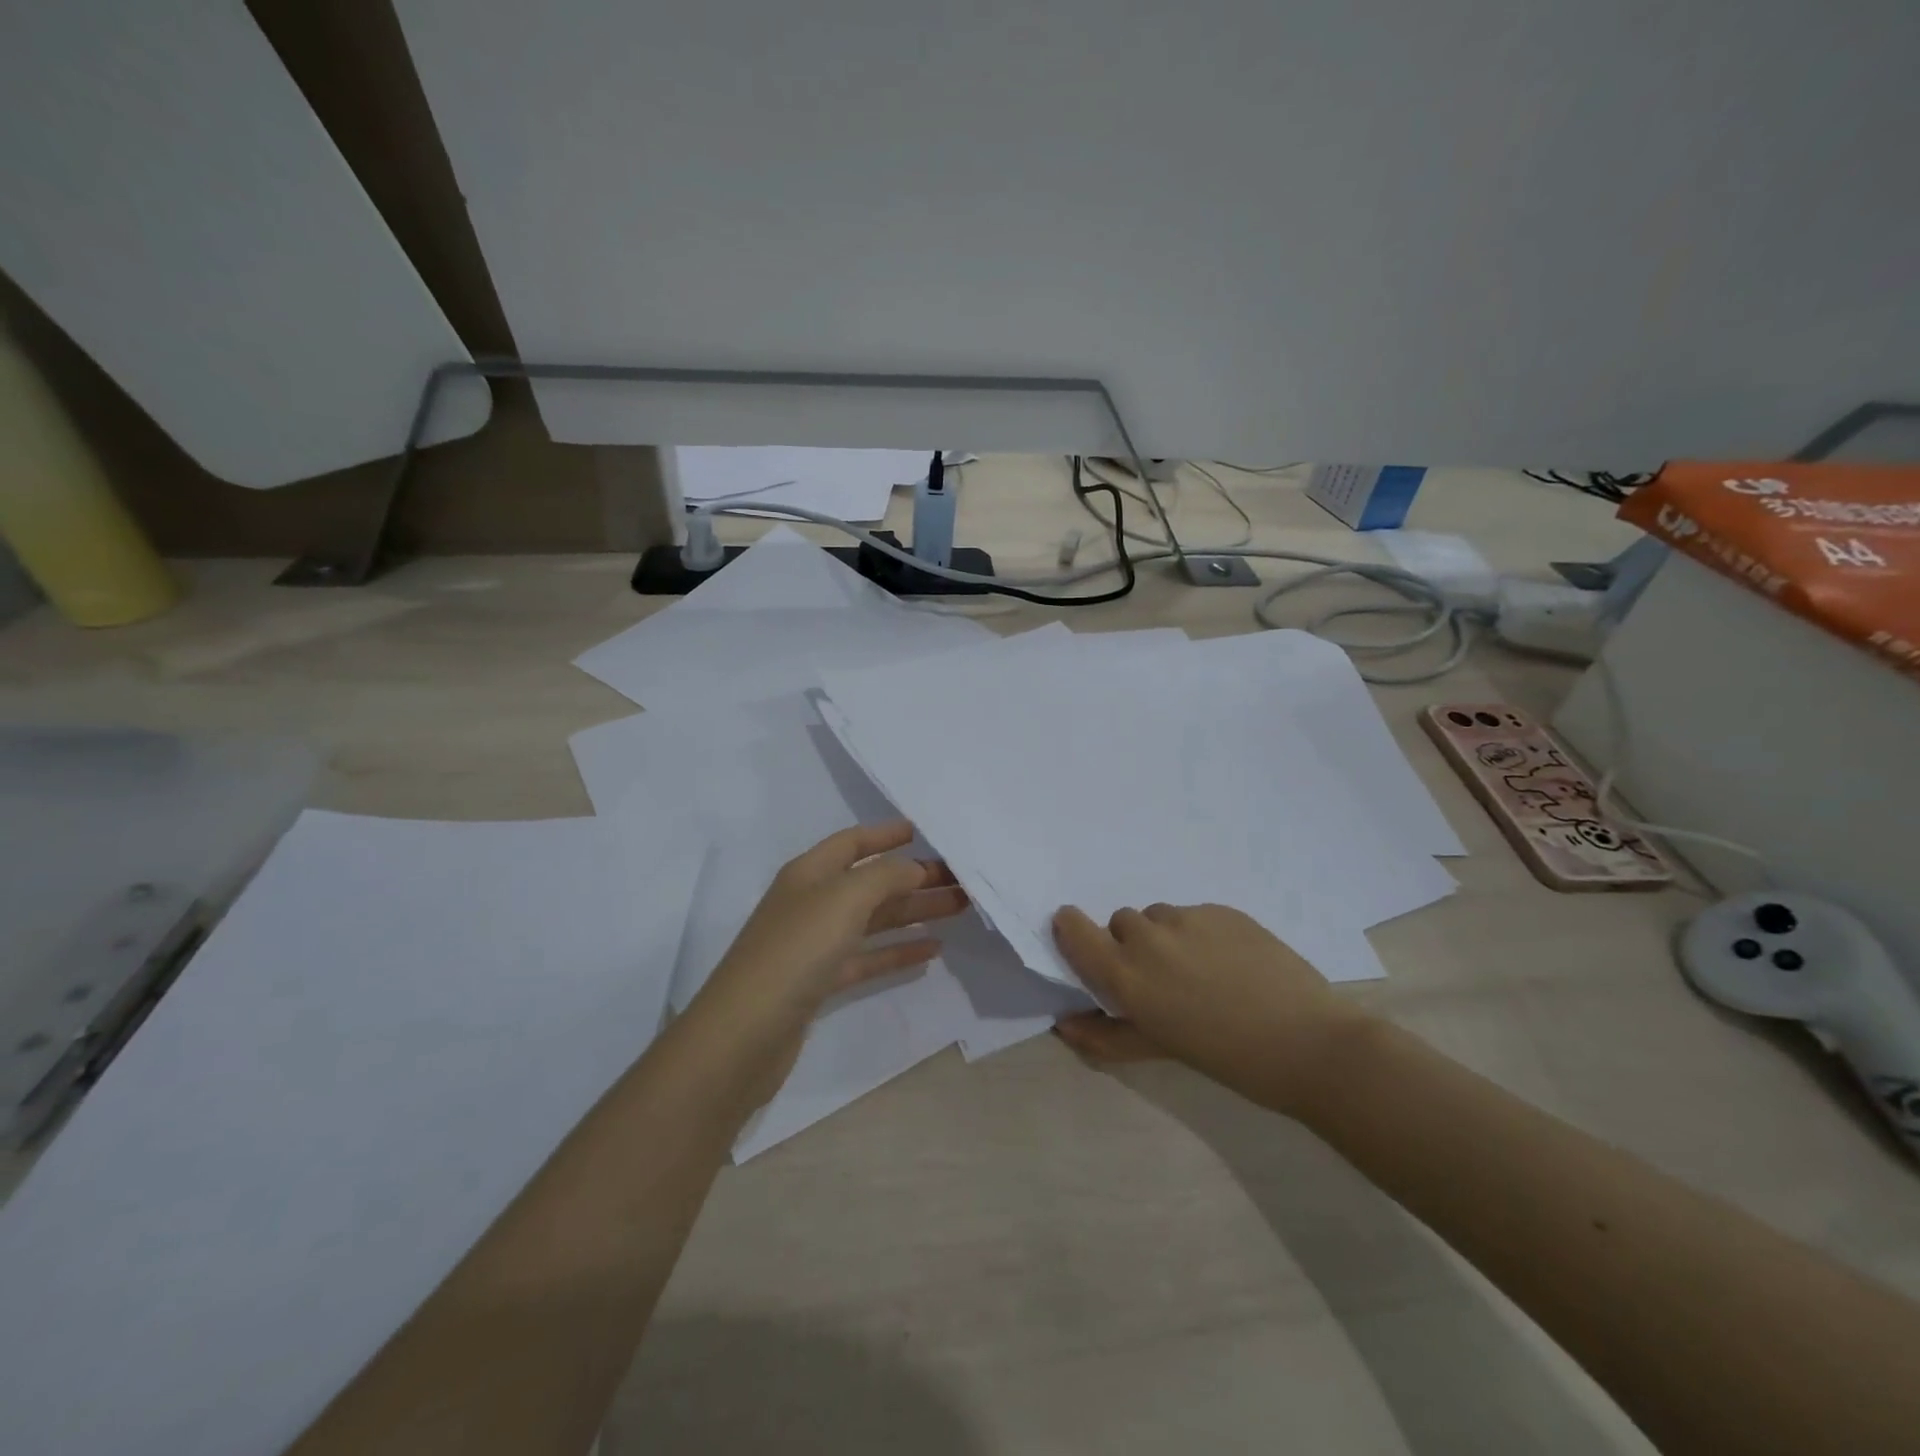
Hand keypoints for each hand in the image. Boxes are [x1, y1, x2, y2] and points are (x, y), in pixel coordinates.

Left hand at [698, 819, 968, 1031]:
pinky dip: (898, 951)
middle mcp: (812, 902)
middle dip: (914, 877)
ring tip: (958, 908)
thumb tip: (913, 868)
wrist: (745, 1034)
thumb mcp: (843, 899)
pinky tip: (931, 950)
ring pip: (874, 919)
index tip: (923, 832)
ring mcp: (815, 944)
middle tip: (960, 878)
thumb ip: (885, 876)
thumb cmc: (796, 951)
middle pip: (871, 882)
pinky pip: (868, 957)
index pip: (852, 842)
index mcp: (809, 873)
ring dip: (914, 911)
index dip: (885, 834)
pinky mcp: (821, 982)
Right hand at [1050, 902, 1367, 1117]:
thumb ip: (1106, 1035)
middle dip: (1132, 945)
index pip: (1074, 928)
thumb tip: (1065, 1023)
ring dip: (1166, 937)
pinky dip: (1200, 933)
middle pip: (1121, 923)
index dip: (1072, 930)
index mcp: (1126, 974)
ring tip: (1202, 971)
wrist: (1309, 1043)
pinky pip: (1195, 914)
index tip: (1086, 943)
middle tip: (1163, 979)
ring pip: (1159, 917)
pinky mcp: (1223, 909)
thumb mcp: (1160, 1050)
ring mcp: (1188, 918)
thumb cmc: (1227, 1058)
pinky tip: (1231, 963)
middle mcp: (1148, 938)